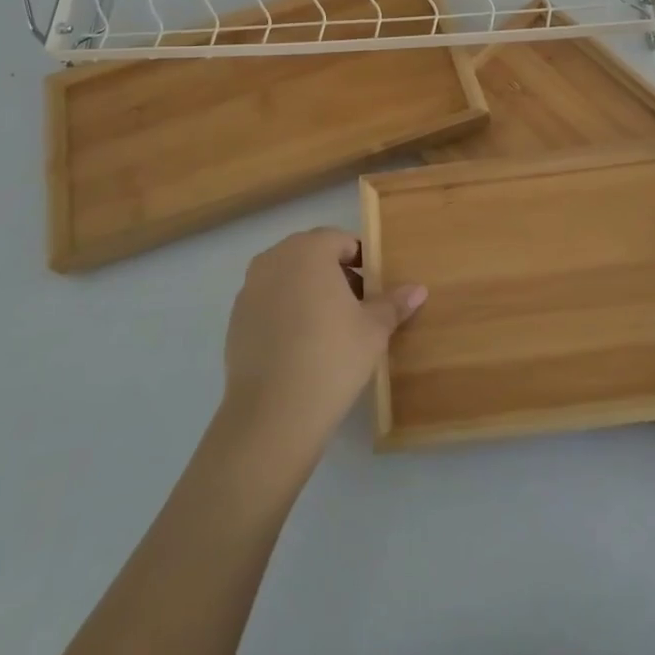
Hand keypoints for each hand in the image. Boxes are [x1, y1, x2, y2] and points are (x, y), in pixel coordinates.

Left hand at [220, 227, 425, 457]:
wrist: (273, 414)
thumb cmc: (332, 357)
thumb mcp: (373, 330)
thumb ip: (394, 303)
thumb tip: (418, 289)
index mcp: (309, 250)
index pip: (340, 240)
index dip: (361, 260)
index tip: (373, 288)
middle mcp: (274, 259)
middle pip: (311, 254)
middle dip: (334, 273)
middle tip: (356, 307)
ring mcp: (249, 288)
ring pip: (287, 277)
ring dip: (308, 290)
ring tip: (328, 327)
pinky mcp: (235, 319)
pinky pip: (268, 302)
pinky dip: (285, 312)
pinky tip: (299, 346)